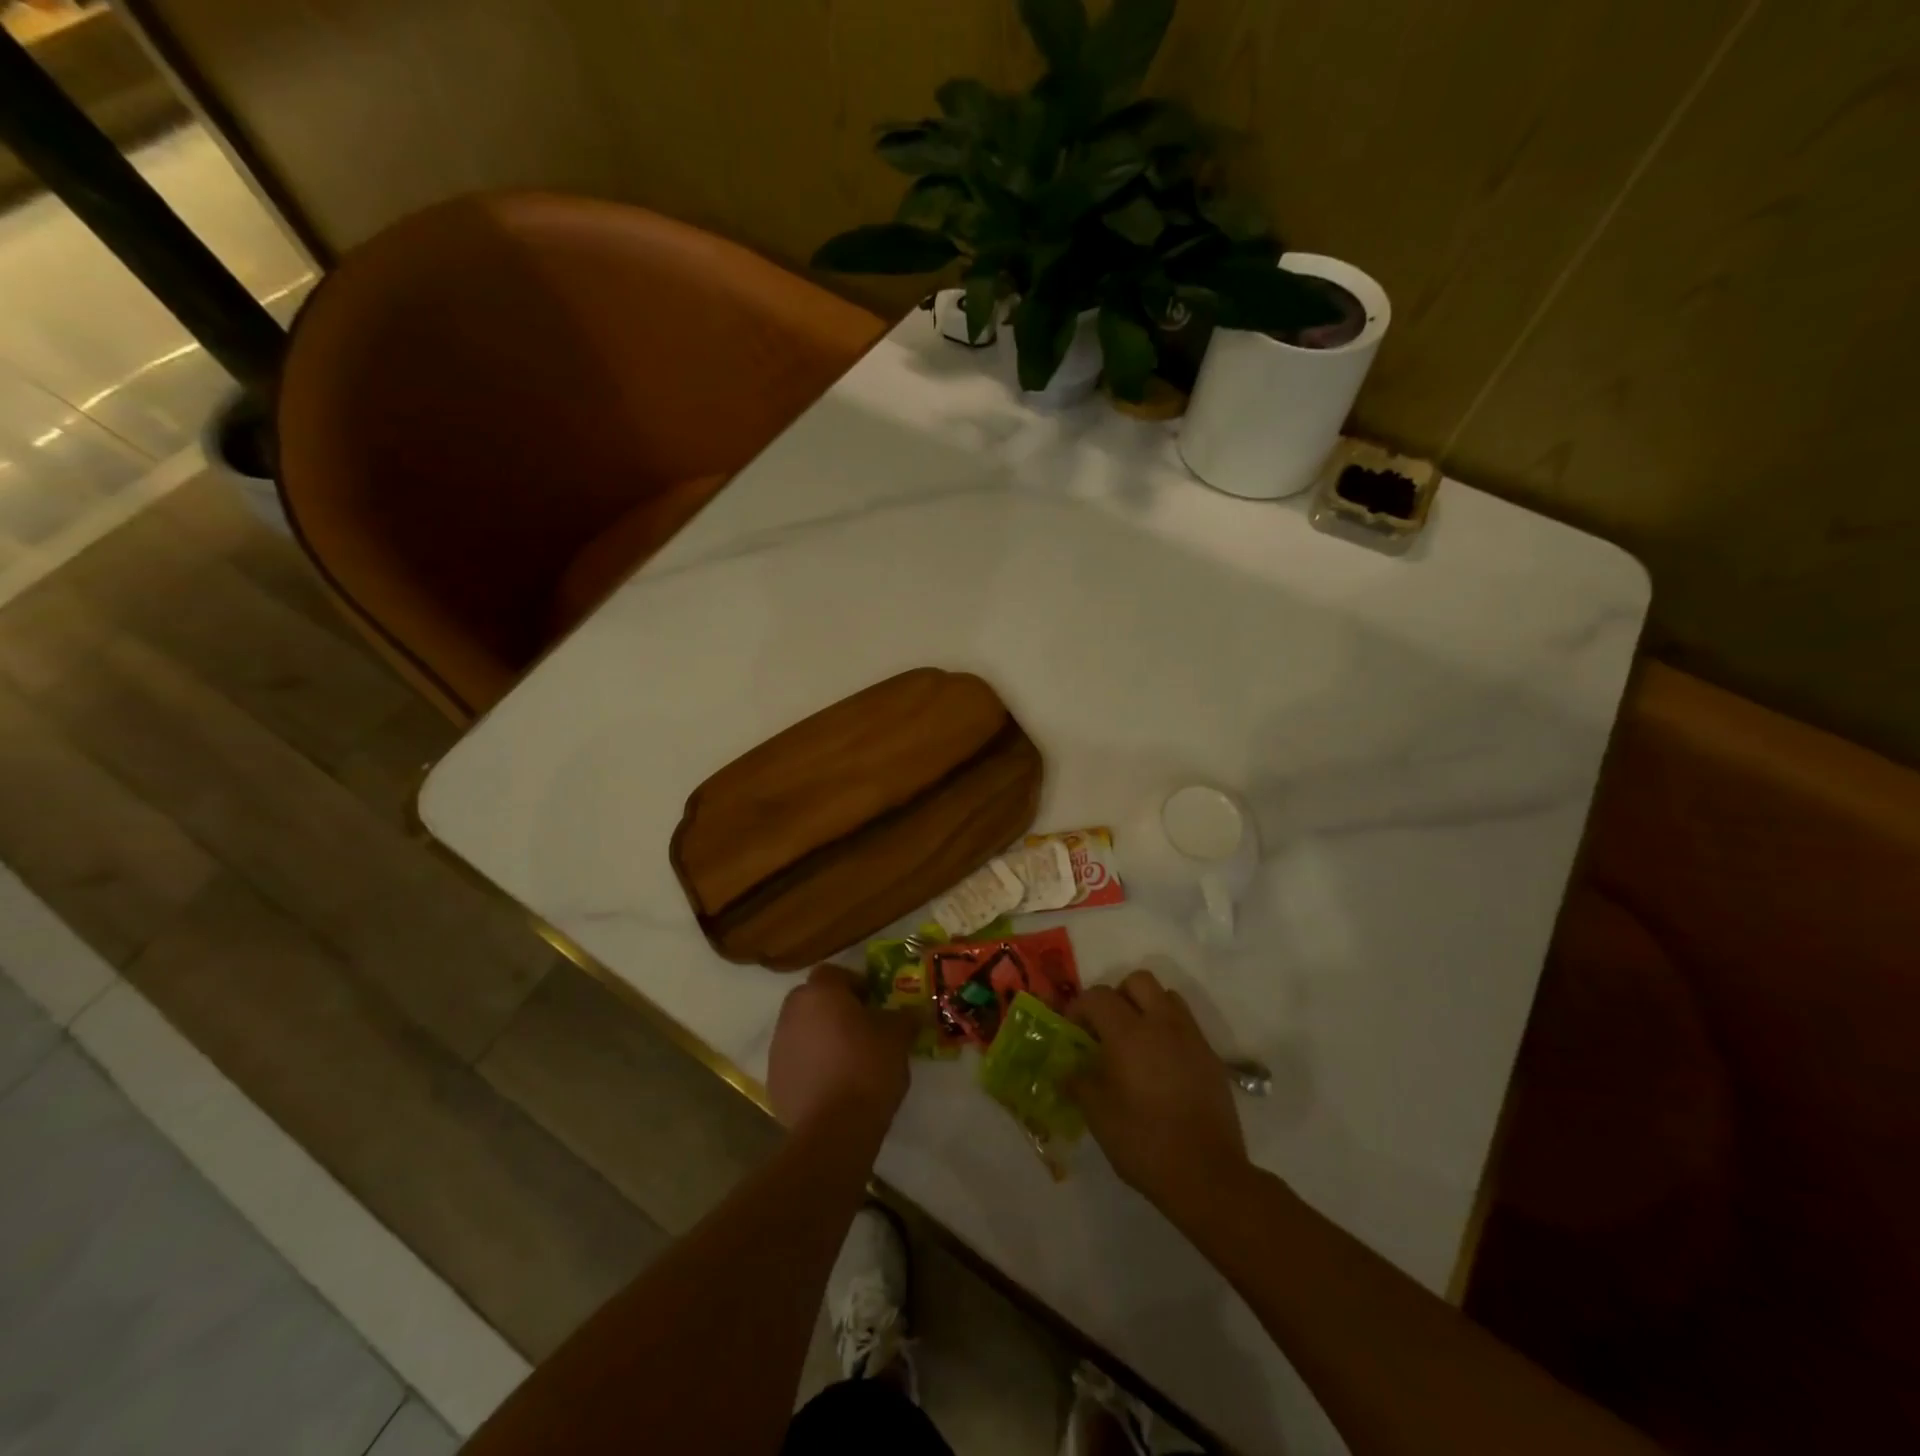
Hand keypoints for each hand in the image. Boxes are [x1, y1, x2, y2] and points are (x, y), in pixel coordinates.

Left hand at [767, 964, 914, 1134]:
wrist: (834, 1128)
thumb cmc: (868, 1067)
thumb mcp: (898, 1036)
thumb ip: (905, 1017)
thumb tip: (913, 1012)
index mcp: (820, 993)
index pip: (834, 973)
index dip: (855, 984)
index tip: (873, 1002)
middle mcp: (792, 1012)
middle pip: (814, 1000)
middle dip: (835, 1009)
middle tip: (861, 1028)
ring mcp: (778, 1047)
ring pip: (802, 1030)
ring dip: (821, 1037)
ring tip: (847, 1060)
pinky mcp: (774, 1080)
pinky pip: (796, 1061)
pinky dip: (811, 1066)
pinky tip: (833, 1085)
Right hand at [1070, 970, 1247, 1210]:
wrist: (1207, 1175)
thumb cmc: (1144, 1142)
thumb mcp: (1098, 1116)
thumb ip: (1079, 1083)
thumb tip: (1068, 1071)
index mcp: (1129, 1033)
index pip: (1098, 996)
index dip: (1079, 1007)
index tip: (1072, 1031)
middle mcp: (1162, 1024)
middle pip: (1138, 981)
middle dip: (1117, 996)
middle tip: (1106, 1028)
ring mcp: (1191, 1038)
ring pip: (1167, 997)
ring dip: (1147, 1008)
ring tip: (1136, 1042)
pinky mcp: (1211, 1057)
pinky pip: (1186, 1025)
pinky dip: (1169, 1031)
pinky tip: (1161, 1066)